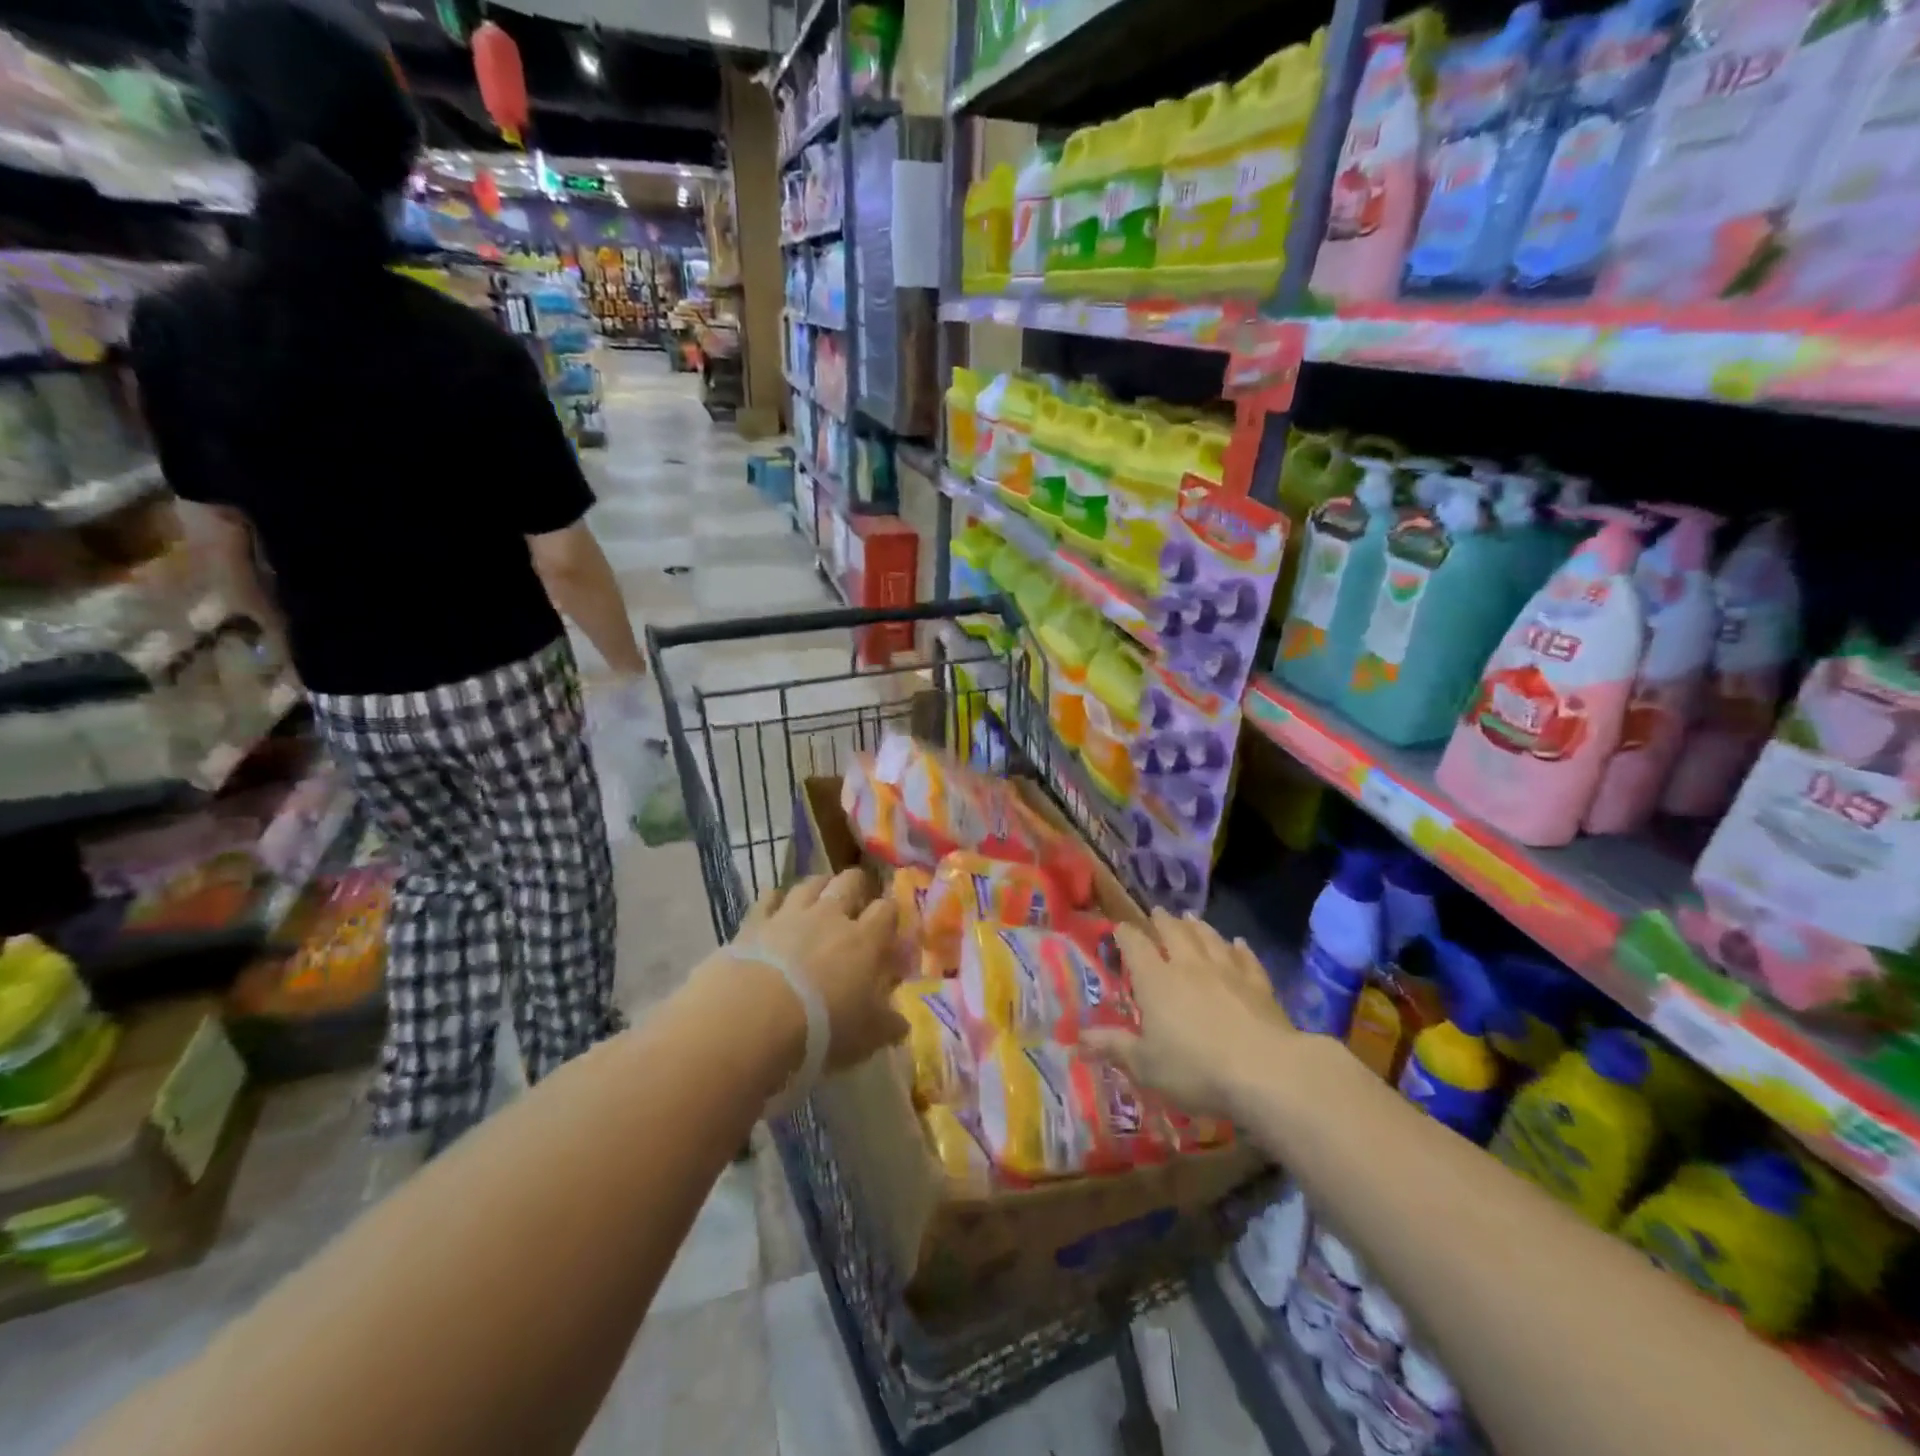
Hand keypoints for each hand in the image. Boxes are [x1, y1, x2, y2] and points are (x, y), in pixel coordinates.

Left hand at [725, 871, 907, 1071]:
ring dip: (819, 886)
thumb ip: (887, 1025)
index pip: (886, 910)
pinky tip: (775, 904)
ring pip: (811, 883)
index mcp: (864, 940)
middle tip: (856, 899)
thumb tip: (902, 1024)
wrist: (754, 1018)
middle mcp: (830, 916)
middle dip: (857, 885)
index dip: (890, 913)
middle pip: (850, 882)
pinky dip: (775, 898)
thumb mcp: (865, 1038)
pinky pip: (768, 897)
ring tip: (819, 896)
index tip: (889, 925)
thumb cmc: (822, 1029)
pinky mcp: (755, 922)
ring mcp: (790, 915)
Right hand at [1083, 909, 1293, 1119]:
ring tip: (1192, 918)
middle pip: (1174, 933)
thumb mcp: (1146, 1065)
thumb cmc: (1195, 1069)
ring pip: (1209, 939)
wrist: (1266, 1071)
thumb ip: (1114, 1047)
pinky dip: (1239, 948)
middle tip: (1158, 912)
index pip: (1135, 946)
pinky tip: (1238, 943)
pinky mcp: (1259, 985)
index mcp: (1156, 980)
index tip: (1119, 928)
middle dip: (1163, 921)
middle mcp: (1189, 966)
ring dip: (1198, 927)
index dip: (1125, 934)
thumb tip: (1078, 1040)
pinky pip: (1246, 958)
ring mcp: (1227, 971)